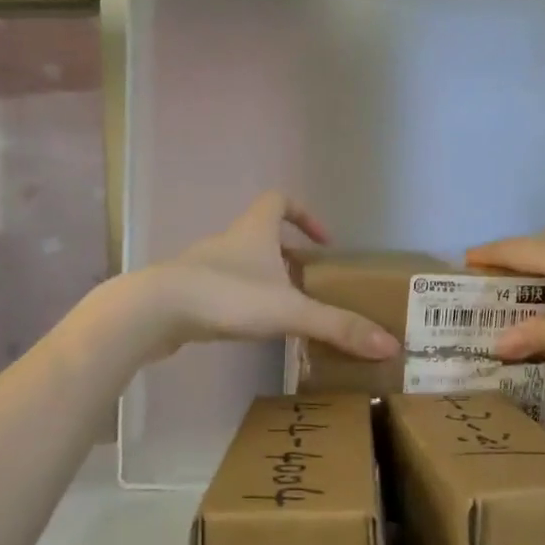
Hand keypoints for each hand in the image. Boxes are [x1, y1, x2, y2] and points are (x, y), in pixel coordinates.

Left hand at [136, 193, 400, 361]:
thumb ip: (337, 327)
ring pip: (242, 266)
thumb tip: (390, 344)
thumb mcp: (289, 311)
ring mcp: (204, 267)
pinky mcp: (187, 294)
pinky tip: (251, 329)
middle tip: (312, 286)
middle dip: (289, 258)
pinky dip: (241, 303)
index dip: (304, 214)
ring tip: (288, 313)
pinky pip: (222, 291)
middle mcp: (229, 242)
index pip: (279, 200)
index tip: (323, 243)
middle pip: (263, 237)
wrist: (155, 311)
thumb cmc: (227, 296)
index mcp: (254, 231)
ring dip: (265, 282)